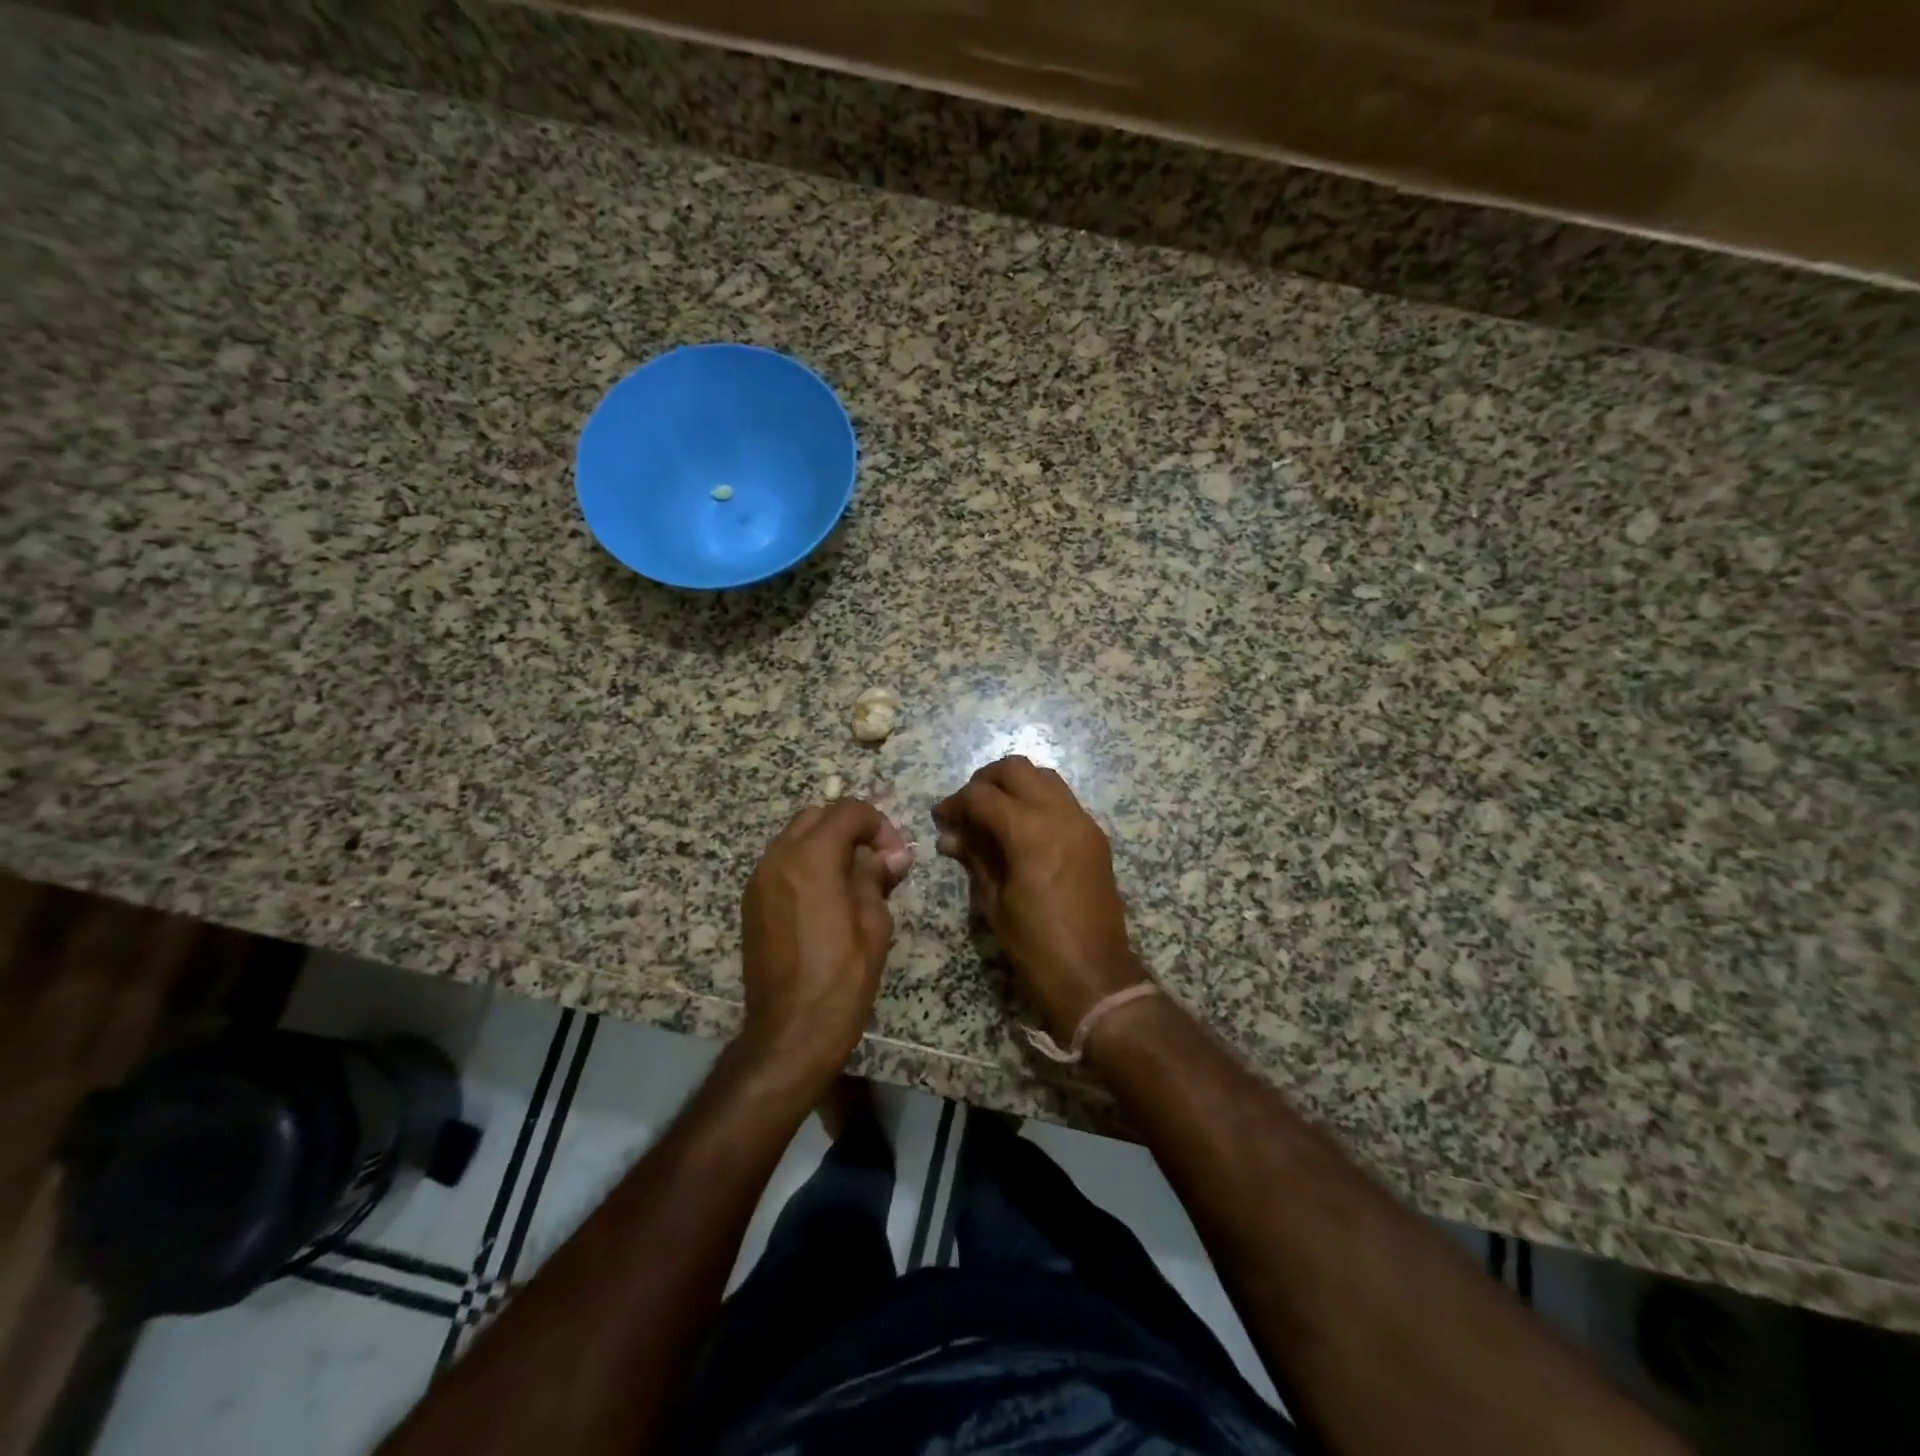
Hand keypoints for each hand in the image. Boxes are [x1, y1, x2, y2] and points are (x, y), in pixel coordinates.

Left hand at [739, 799, 912, 1085]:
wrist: (789, 1032)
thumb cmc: (841, 979)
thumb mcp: (873, 924)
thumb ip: (875, 878)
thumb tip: (887, 856)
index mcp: (811, 858)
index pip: (848, 811)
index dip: (879, 825)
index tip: (895, 858)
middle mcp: (778, 858)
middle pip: (818, 816)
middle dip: (850, 830)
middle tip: (875, 864)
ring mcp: (759, 880)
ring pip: (796, 837)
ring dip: (827, 846)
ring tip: (852, 882)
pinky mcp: (751, 902)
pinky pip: (782, 864)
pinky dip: (806, 865)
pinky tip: (826, 899)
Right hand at [932, 756, 1142, 1039]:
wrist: (1095, 975)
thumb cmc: (1035, 945)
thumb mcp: (994, 902)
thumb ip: (975, 858)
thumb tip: (951, 836)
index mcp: (1029, 831)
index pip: (981, 795)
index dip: (955, 803)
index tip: (940, 818)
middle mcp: (1059, 814)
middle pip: (1016, 769)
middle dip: (985, 781)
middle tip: (967, 808)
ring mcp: (1082, 822)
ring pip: (1044, 777)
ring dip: (1015, 785)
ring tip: (993, 814)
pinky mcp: (1095, 836)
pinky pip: (1062, 799)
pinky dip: (1038, 800)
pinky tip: (1021, 828)